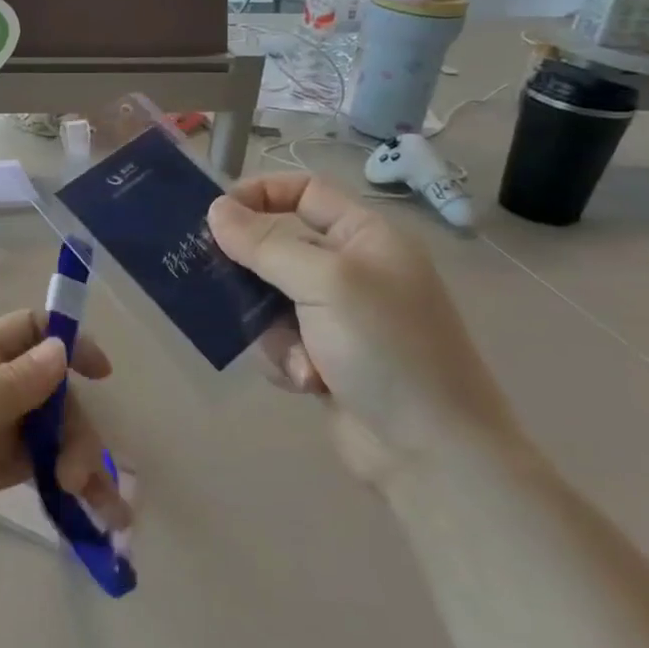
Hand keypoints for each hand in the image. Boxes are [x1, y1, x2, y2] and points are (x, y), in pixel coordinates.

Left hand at [0, 311, 126, 595]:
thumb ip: (9, 384)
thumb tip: (61, 349)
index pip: (27, 331)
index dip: (68, 341)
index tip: (103, 375)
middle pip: (49, 391)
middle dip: (76, 427)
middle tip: (80, 477)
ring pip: (48, 434)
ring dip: (81, 463)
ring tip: (106, 514)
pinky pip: (36, 471)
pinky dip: (65, 487)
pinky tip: (89, 517)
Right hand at [207, 174, 526, 487]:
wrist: (433, 456)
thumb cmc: (387, 350)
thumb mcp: (325, 284)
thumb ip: (266, 243)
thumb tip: (215, 208)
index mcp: (366, 238)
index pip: (304, 191)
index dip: (260, 195)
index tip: (216, 216)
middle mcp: (352, 271)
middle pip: (278, 247)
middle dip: (253, 272)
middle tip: (220, 281)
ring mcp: (338, 317)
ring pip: (269, 298)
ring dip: (272, 329)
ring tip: (299, 358)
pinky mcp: (325, 356)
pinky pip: (277, 339)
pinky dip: (284, 359)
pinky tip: (307, 382)